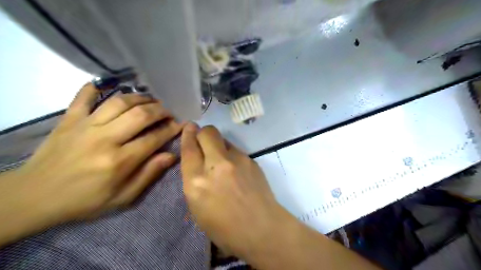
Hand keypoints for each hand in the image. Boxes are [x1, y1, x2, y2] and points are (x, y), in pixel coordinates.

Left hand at [9, 83, 181, 223]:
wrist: (34, 197)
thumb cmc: (85, 200)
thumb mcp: (123, 197)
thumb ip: (148, 175)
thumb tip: (171, 156)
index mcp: (119, 160)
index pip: (154, 138)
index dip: (171, 129)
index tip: (181, 124)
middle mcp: (105, 138)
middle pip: (140, 115)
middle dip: (161, 110)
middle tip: (169, 111)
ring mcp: (85, 125)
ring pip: (119, 102)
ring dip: (140, 98)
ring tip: (151, 100)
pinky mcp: (69, 119)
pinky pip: (84, 96)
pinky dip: (96, 88)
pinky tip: (109, 85)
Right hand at [178, 125, 285, 259]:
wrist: (262, 228)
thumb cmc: (225, 228)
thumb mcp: (198, 208)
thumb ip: (194, 181)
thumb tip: (197, 162)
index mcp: (197, 182)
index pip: (189, 148)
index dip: (187, 134)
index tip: (189, 127)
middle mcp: (216, 165)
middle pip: (208, 132)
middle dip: (202, 132)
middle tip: (203, 140)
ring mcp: (237, 160)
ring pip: (223, 139)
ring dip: (218, 144)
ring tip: (221, 159)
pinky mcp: (251, 160)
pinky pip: (236, 150)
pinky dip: (231, 154)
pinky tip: (235, 169)